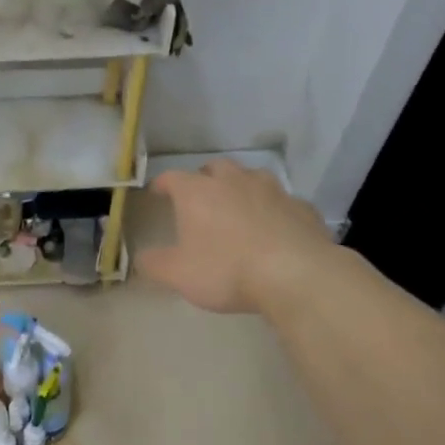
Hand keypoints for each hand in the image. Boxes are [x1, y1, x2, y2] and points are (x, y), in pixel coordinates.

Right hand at [137, 161, 332, 314]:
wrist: (296, 274)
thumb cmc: (226, 270)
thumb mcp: (178, 274)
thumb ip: (154, 264)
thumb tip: (142, 257)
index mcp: (198, 192)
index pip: (172, 177)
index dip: (162, 184)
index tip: (157, 193)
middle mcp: (234, 181)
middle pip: (214, 169)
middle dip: (204, 179)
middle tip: (200, 198)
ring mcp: (272, 190)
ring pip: (251, 178)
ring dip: (241, 188)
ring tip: (238, 208)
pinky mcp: (302, 207)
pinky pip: (282, 202)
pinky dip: (273, 210)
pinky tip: (274, 229)